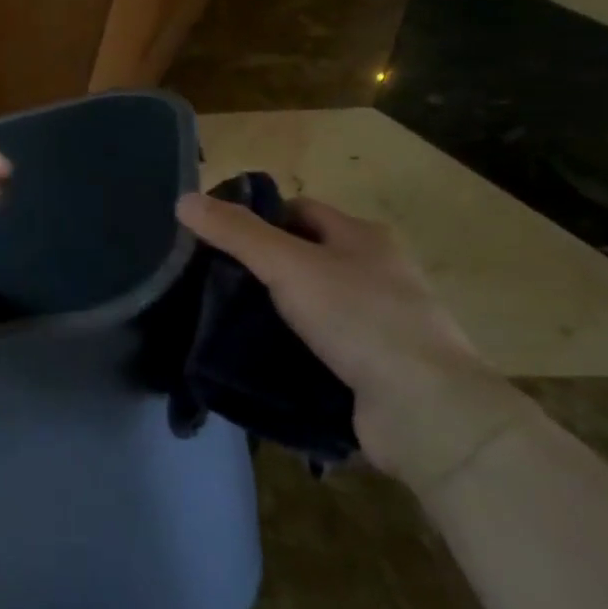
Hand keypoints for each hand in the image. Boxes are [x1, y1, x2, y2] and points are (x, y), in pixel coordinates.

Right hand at [176, 192, 528, 494]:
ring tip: (219, 320)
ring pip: (307, 305)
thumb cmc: (359, 318)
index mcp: (363, 238)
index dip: (256, 216)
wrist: (424, 409)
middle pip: (302, 257)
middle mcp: (374, 274)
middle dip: (258, 267)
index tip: (212, 237)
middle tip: (208, 281)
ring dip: (270, 312)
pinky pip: (316, 346)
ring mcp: (375, 323)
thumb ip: (236, 233)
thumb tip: (183, 199)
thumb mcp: (288, 265)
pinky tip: (253, 358)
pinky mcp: (369, 367)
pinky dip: (287, 349)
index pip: (299, 210)